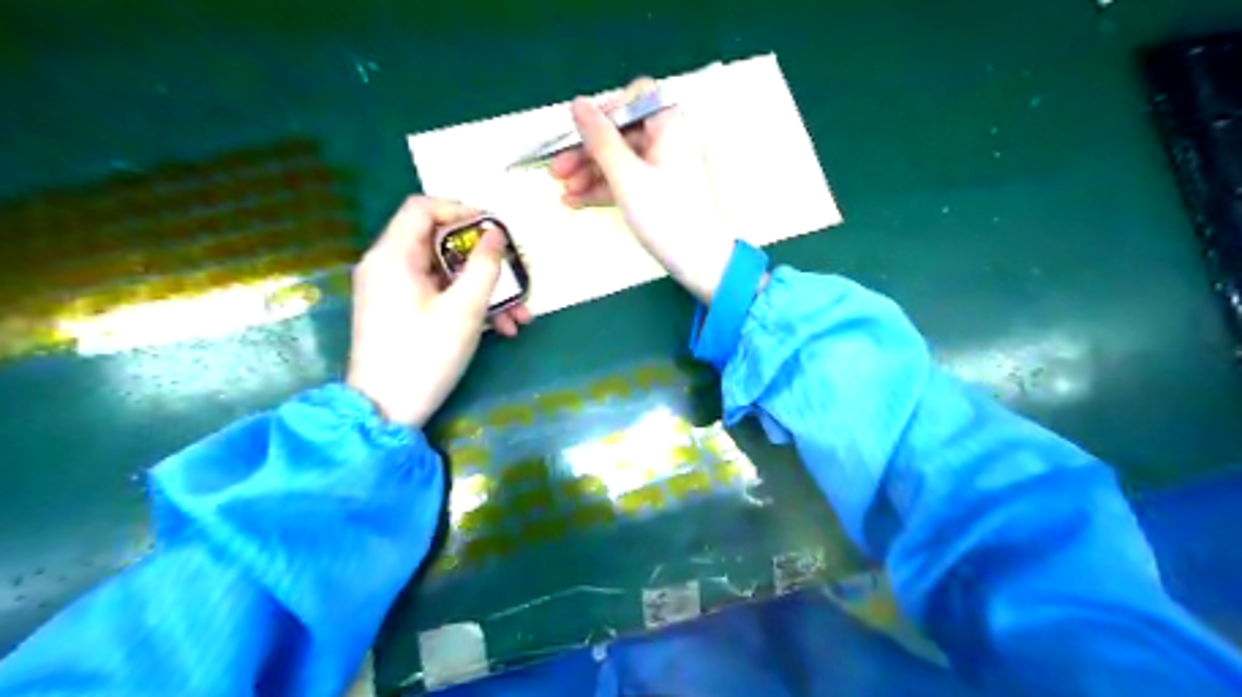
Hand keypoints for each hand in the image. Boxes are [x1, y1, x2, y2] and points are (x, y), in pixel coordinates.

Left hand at [347, 194, 530, 424]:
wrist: (385, 410)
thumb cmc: (425, 354)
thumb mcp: (465, 309)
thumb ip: (484, 266)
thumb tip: (495, 233)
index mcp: (393, 255)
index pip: (422, 208)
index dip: (460, 210)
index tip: (493, 230)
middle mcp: (387, 266)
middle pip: (439, 244)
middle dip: (484, 263)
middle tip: (515, 277)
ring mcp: (392, 291)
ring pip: (445, 275)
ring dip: (484, 290)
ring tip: (519, 317)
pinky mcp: (399, 312)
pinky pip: (437, 295)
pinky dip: (467, 305)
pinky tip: (501, 329)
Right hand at [553, 80, 735, 300]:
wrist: (701, 263)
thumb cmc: (666, 216)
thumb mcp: (626, 176)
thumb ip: (600, 139)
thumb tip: (577, 103)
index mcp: (670, 124)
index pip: (631, 100)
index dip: (601, 114)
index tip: (576, 136)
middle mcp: (670, 138)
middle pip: (621, 133)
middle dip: (586, 153)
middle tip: (557, 172)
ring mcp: (665, 166)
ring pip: (621, 159)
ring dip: (590, 174)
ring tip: (563, 193)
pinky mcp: (661, 190)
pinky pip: (628, 180)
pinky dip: (605, 189)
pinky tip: (576, 202)